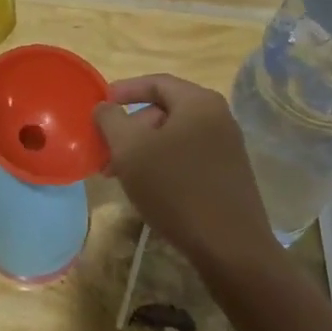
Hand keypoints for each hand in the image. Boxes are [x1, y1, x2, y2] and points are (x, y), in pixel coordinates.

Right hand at [93, 74, 278, 269]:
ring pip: (175, 138)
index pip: (156, 82)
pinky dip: (163, 165)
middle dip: (131, 129)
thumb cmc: (176, 188)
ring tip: (120, 176)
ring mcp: (227, 147)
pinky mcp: (229, 175)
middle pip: (165, 111)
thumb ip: (111, 120)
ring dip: (143, 151)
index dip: (124, 90)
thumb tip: (104, 107)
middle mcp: (218, 117)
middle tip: (106, 154)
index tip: (100, 105)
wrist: (230, 247)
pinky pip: (188, 157)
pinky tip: (148, 190)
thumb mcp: (131, 150)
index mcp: (199, 102)